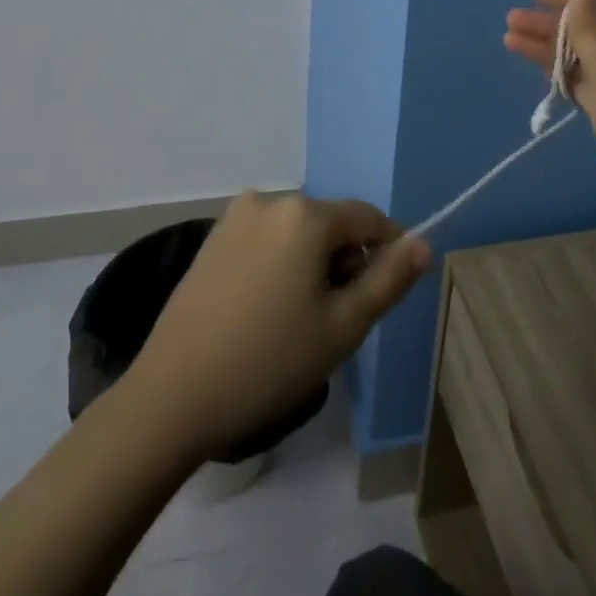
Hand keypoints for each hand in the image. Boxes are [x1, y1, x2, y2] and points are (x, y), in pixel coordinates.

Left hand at [126, 191, 429, 459]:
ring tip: (300, 321)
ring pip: (297, 233)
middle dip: (345, 261)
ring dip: (312, 264)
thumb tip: (423, 243)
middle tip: (338, 320)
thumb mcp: (343, 326)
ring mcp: (235, 217)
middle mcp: (270, 200)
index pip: (368, 219)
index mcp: (305, 214)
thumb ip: (389, 279)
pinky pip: (266, 240)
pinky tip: (267, 311)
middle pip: (330, 224)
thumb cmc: (269, 362)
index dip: (388, 251)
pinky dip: (280, 264)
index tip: (386, 294)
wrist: (172, 396)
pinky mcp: (212, 238)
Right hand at [505, 0, 595, 219]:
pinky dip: (560, 73)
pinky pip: (583, 81)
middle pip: (588, 31)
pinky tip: (536, 66)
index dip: (567, 0)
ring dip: (548, 49)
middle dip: (549, 26)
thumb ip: (589, 30)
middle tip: (510, 21)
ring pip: (581, 57)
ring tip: (509, 40)